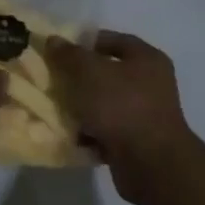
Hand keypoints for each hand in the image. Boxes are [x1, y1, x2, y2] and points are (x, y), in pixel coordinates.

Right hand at [45, 30, 196, 204]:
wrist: (151, 164)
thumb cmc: (122, 106)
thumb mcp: (89, 72)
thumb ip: (69, 55)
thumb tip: (53, 40)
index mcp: (146, 59)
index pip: (112, 40)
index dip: (84, 42)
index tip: (59, 51)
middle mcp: (151, 83)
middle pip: (107, 73)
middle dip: (79, 78)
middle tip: (53, 81)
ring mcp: (145, 115)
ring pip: (105, 104)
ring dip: (82, 107)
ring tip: (57, 109)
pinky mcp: (137, 143)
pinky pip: (107, 131)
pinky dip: (90, 133)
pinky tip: (70, 135)